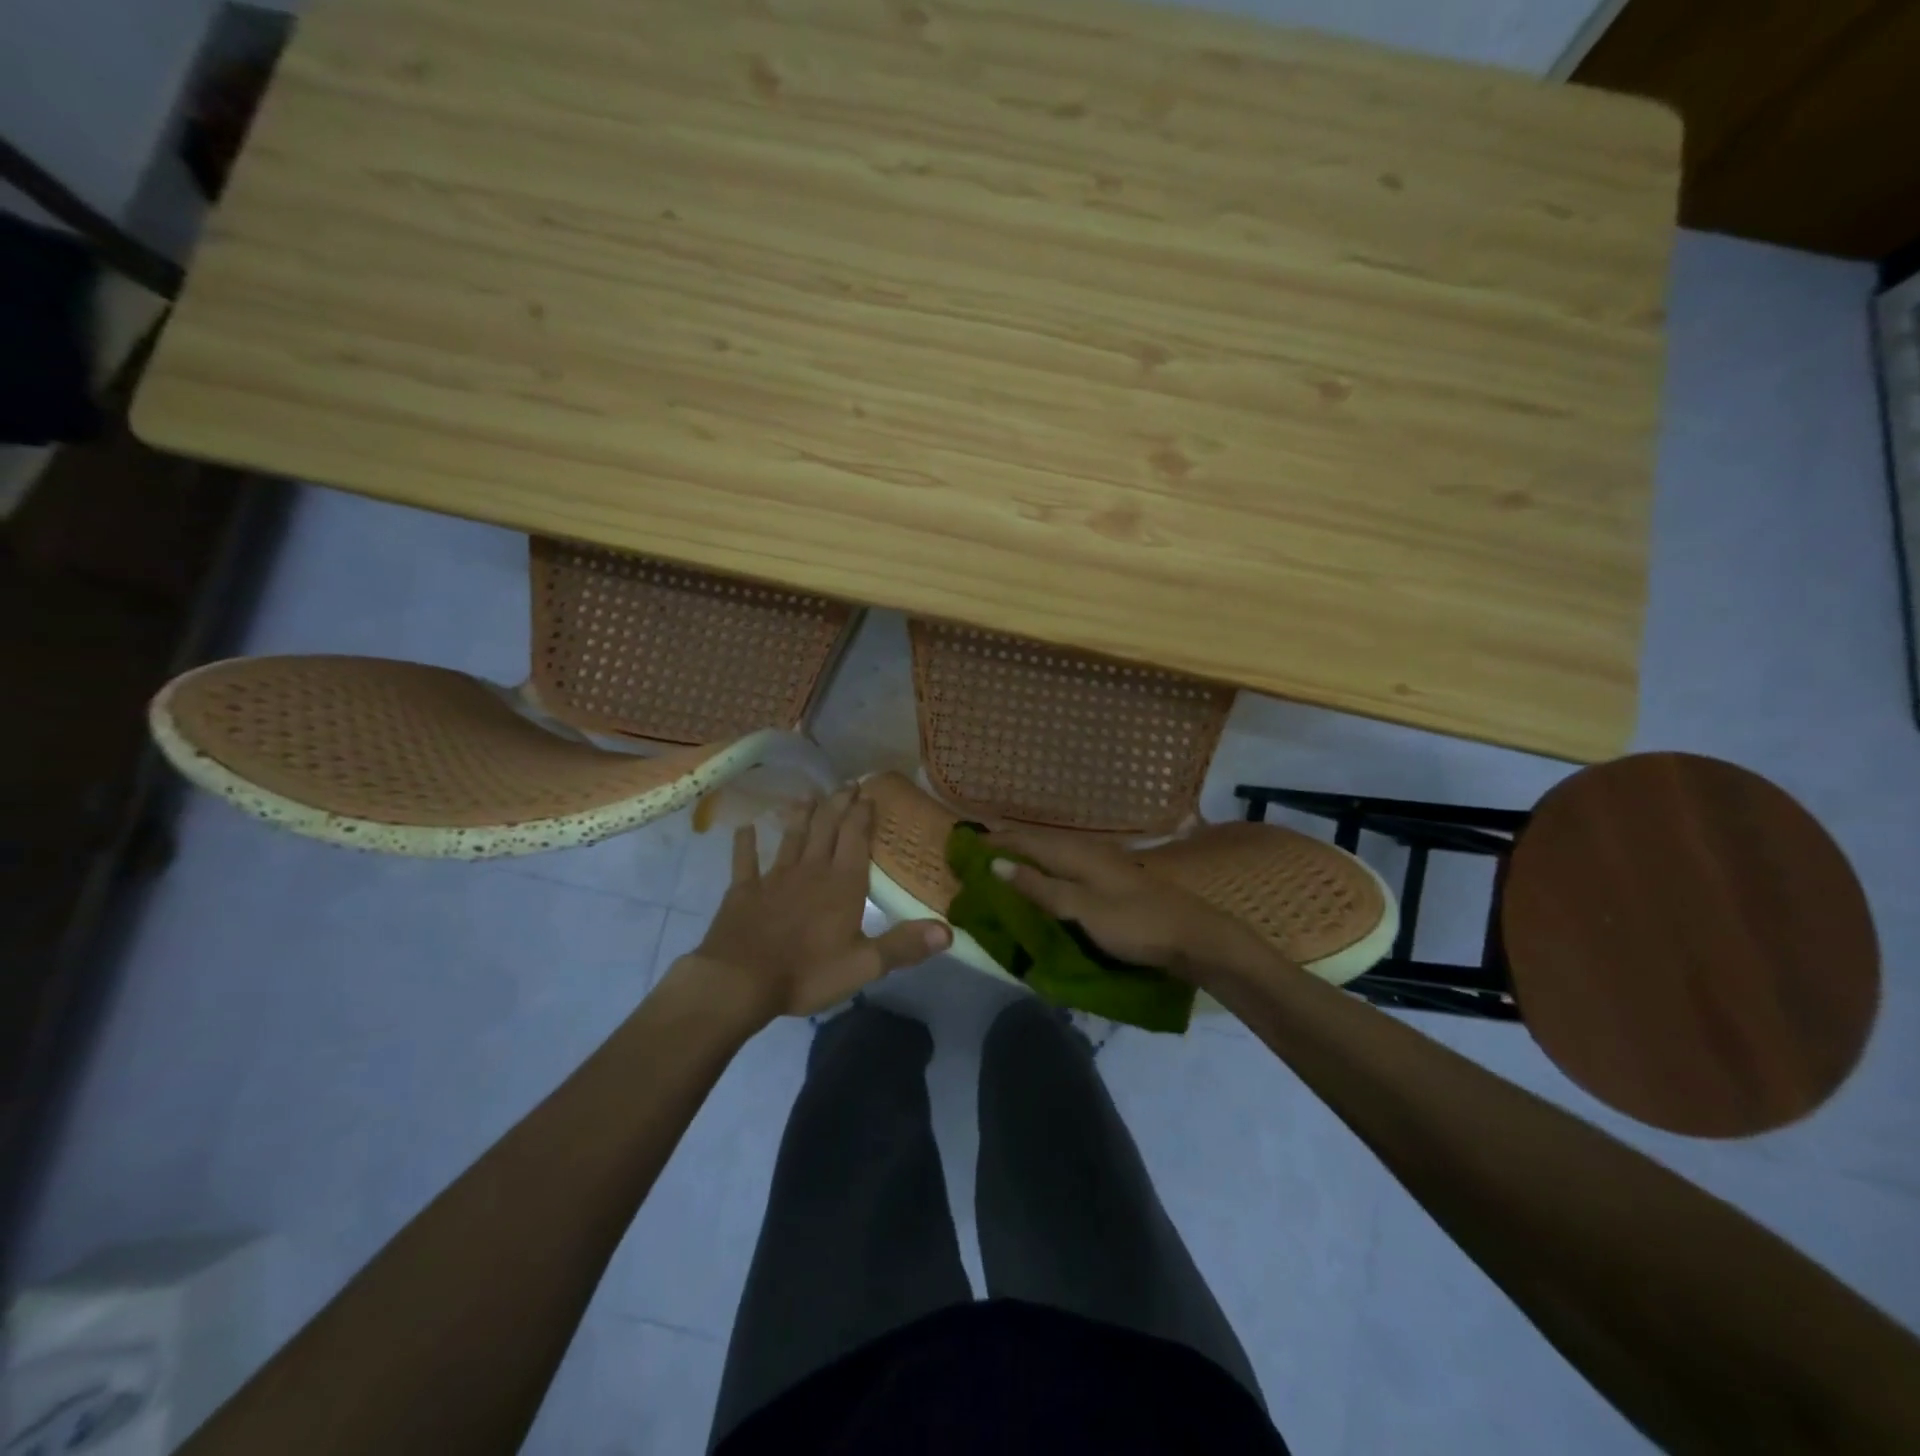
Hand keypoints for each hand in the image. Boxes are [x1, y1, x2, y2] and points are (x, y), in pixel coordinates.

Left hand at [680, 788, 950, 1020]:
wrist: (740, 981)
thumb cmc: (807, 973)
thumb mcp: (864, 965)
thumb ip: (904, 946)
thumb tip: (949, 932)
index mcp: (842, 884)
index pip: (856, 838)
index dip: (863, 814)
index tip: (869, 793)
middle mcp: (811, 870)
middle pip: (826, 828)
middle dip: (838, 804)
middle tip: (847, 784)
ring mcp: (775, 877)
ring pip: (792, 837)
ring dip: (802, 816)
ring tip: (809, 795)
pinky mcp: (744, 890)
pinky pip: (745, 861)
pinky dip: (745, 844)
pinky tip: (745, 828)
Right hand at [983, 827, 1259, 982]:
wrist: (1193, 937)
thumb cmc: (1135, 924)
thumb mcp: (1082, 910)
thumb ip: (1040, 888)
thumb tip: (995, 864)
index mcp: (1076, 853)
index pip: (1024, 841)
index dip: (994, 843)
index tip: (963, 846)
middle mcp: (1086, 851)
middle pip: (1038, 844)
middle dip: (1006, 847)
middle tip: (975, 857)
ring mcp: (1101, 864)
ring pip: (1052, 855)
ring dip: (1025, 859)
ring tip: (999, 867)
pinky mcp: (1110, 881)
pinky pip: (1065, 868)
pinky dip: (1044, 871)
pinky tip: (1041, 881)